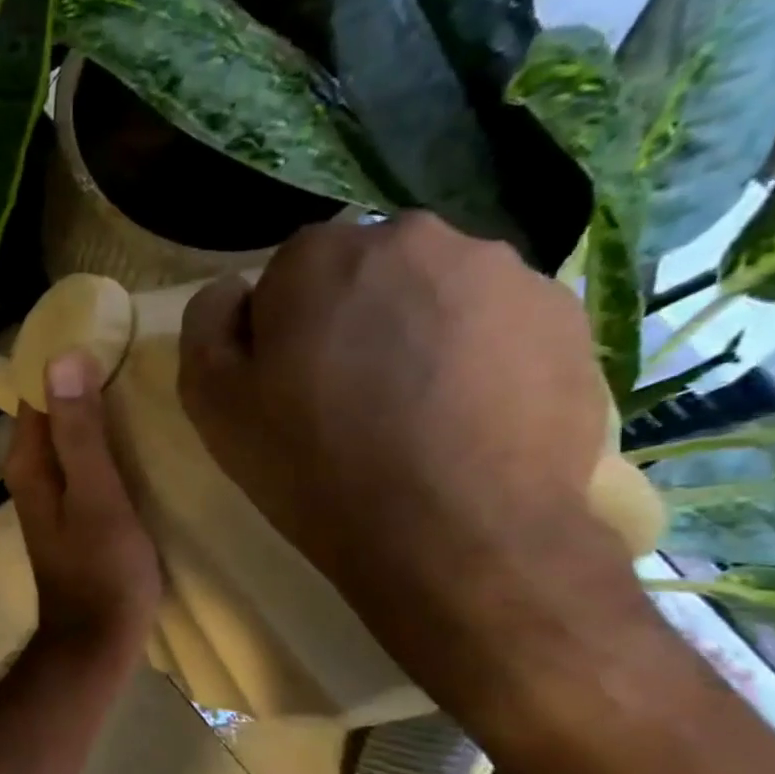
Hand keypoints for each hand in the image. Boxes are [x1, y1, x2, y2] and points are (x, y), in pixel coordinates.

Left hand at [5, 351, 160, 668]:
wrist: (97, 638)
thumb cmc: (103, 569)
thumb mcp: (97, 495)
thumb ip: (79, 431)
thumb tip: (62, 359)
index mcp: (28, 462)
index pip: (34, 390)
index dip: (63, 358)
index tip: (103, 328)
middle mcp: (30, 471)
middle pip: (51, 409)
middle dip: (82, 377)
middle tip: (132, 346)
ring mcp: (50, 491)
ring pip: (68, 433)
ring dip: (94, 406)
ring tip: (140, 376)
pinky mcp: (72, 507)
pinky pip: (82, 457)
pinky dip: (102, 437)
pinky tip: (136, 428)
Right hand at [177, 214, 640, 677]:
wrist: (455, 534)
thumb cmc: (312, 463)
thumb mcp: (211, 400)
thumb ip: (207, 322)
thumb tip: (236, 289)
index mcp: (324, 255)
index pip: (289, 271)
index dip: (282, 327)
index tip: (287, 382)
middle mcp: (418, 239)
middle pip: (367, 273)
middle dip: (353, 318)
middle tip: (350, 396)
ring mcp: (505, 273)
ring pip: (436, 294)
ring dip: (417, 333)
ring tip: (415, 412)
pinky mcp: (567, 317)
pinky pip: (497, 324)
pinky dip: (477, 357)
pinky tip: (466, 418)